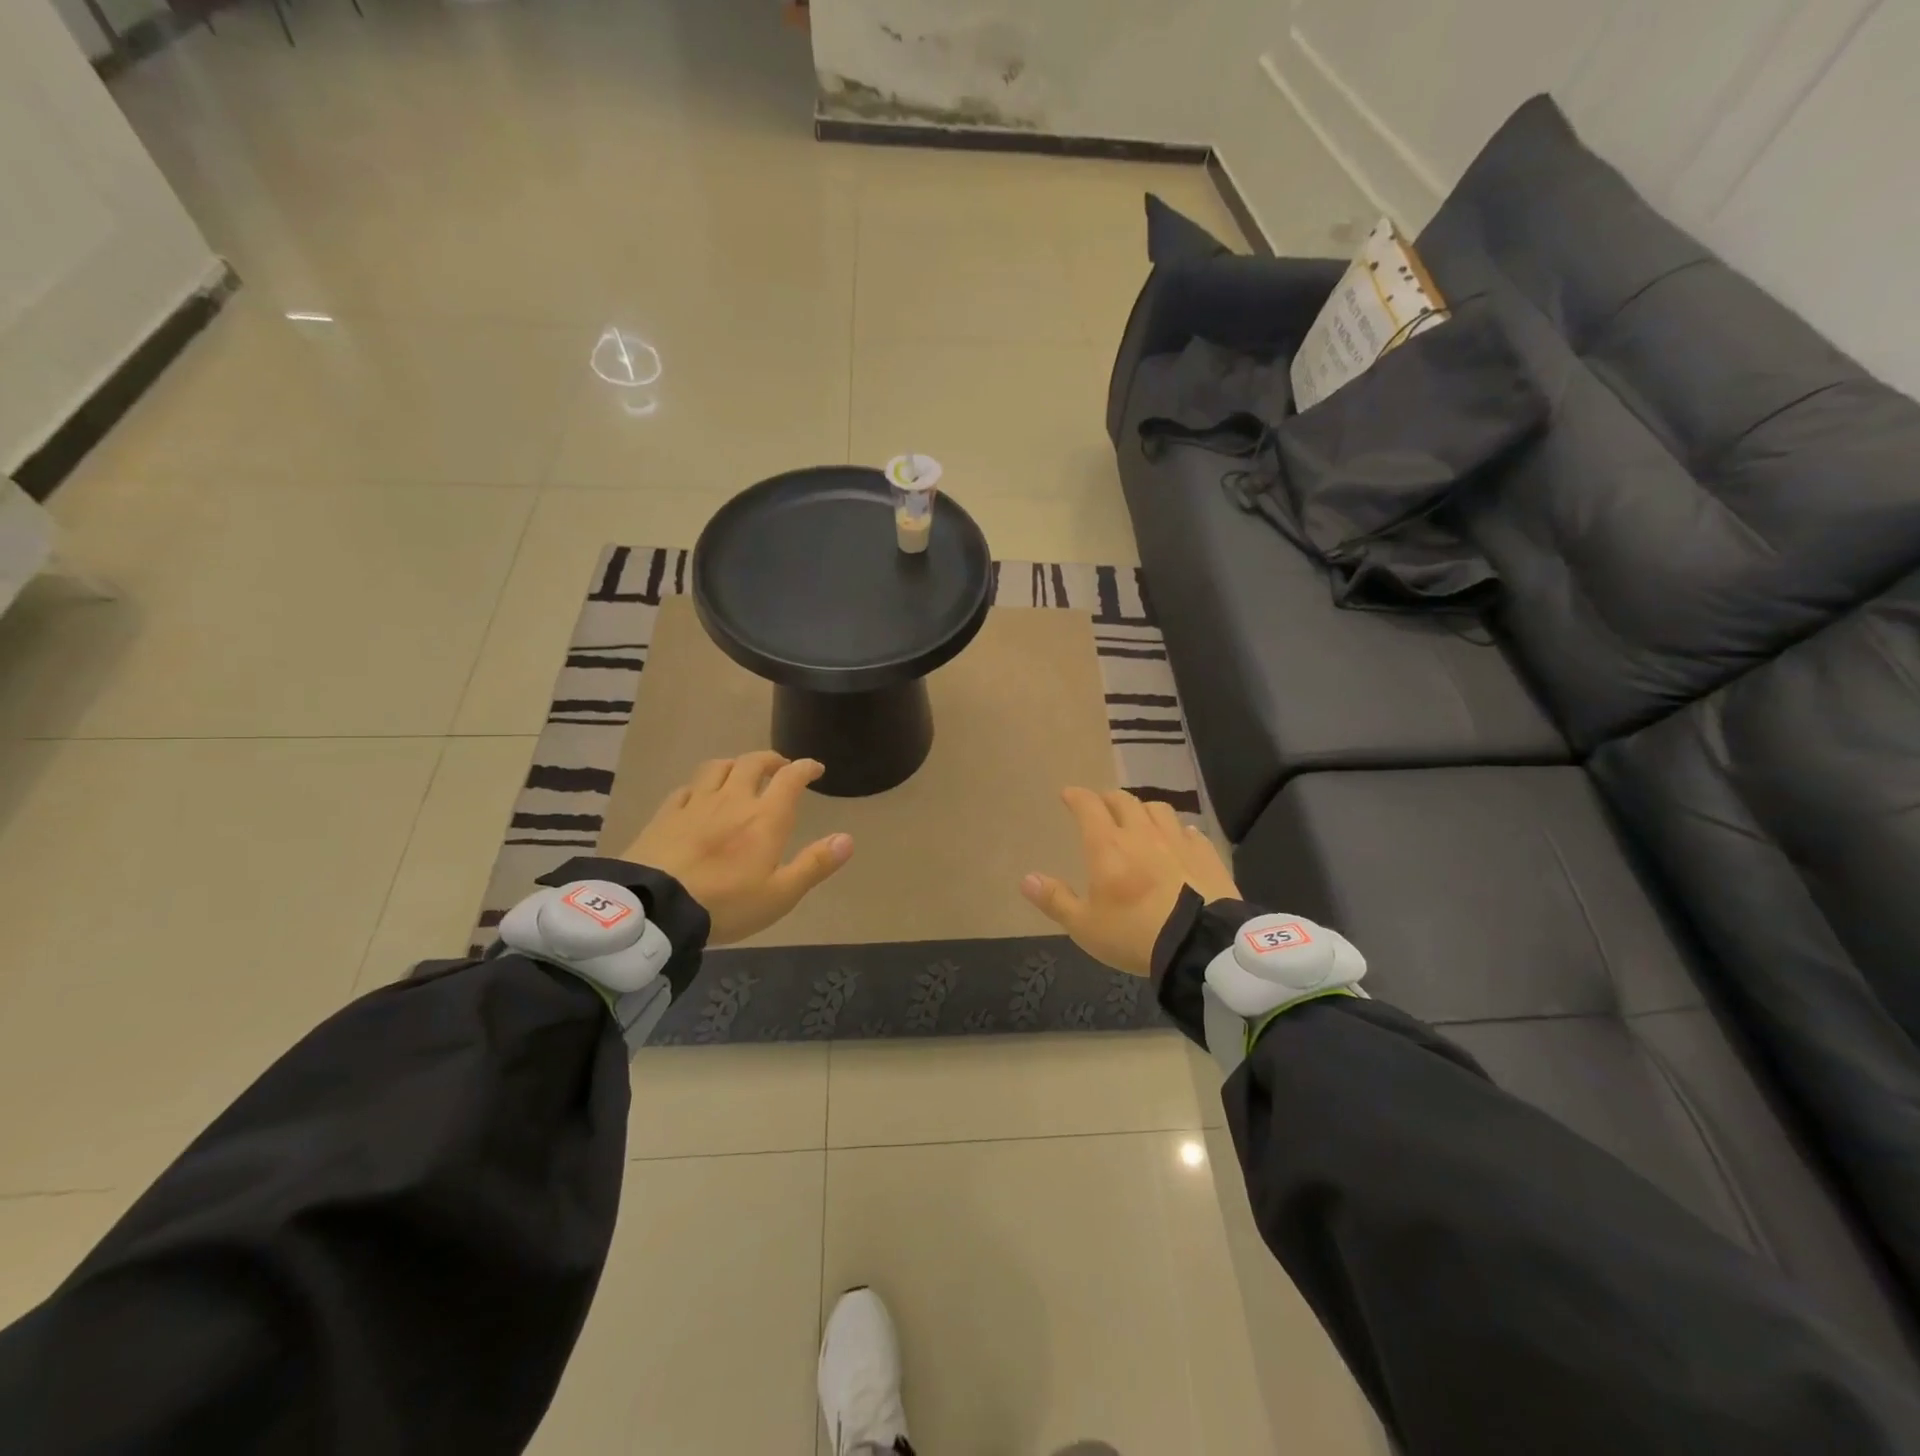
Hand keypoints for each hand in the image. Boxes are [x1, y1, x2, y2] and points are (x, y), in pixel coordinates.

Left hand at [620, 752, 852, 945]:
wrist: (656, 908)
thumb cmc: (726, 904)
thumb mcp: (780, 894)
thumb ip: (815, 865)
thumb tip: (848, 838)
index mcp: (765, 817)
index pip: (790, 778)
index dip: (805, 768)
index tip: (815, 768)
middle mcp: (733, 800)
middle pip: (752, 763)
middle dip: (771, 760)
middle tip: (780, 767)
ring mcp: (696, 804)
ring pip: (717, 768)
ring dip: (735, 764)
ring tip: (740, 772)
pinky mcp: (666, 814)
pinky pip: (687, 788)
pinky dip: (700, 785)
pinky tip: (699, 795)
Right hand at [1020, 787, 1239, 975]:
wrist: (1200, 945)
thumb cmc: (1135, 934)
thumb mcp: (1085, 926)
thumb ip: (1055, 900)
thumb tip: (1026, 879)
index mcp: (1108, 846)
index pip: (1088, 807)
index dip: (1077, 797)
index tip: (1069, 794)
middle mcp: (1142, 833)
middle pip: (1124, 801)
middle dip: (1108, 799)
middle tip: (1101, 805)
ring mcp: (1177, 841)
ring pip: (1158, 809)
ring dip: (1143, 809)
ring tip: (1139, 819)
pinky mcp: (1205, 854)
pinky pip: (1189, 830)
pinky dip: (1177, 829)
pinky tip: (1178, 839)